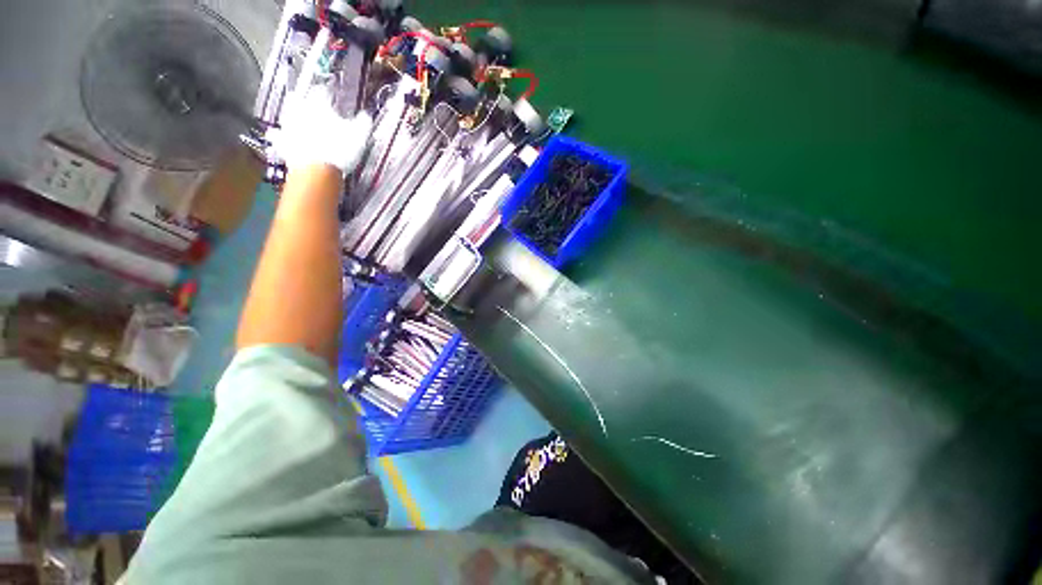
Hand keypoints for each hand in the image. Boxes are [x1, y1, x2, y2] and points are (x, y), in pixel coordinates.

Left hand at [269, 85, 373, 174]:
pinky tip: (284, 138)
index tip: (329, 93)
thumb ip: (362, 123)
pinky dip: (282, 137)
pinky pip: (280, 137)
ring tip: (297, 120)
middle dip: (303, 100)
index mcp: (319, 105)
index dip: (326, 92)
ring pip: (288, 116)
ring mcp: (289, 127)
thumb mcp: (359, 135)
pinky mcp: (283, 144)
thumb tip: (366, 115)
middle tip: (307, 101)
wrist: (317, 170)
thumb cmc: (339, 149)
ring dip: (292, 117)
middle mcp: (300, 111)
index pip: (322, 92)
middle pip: (299, 99)